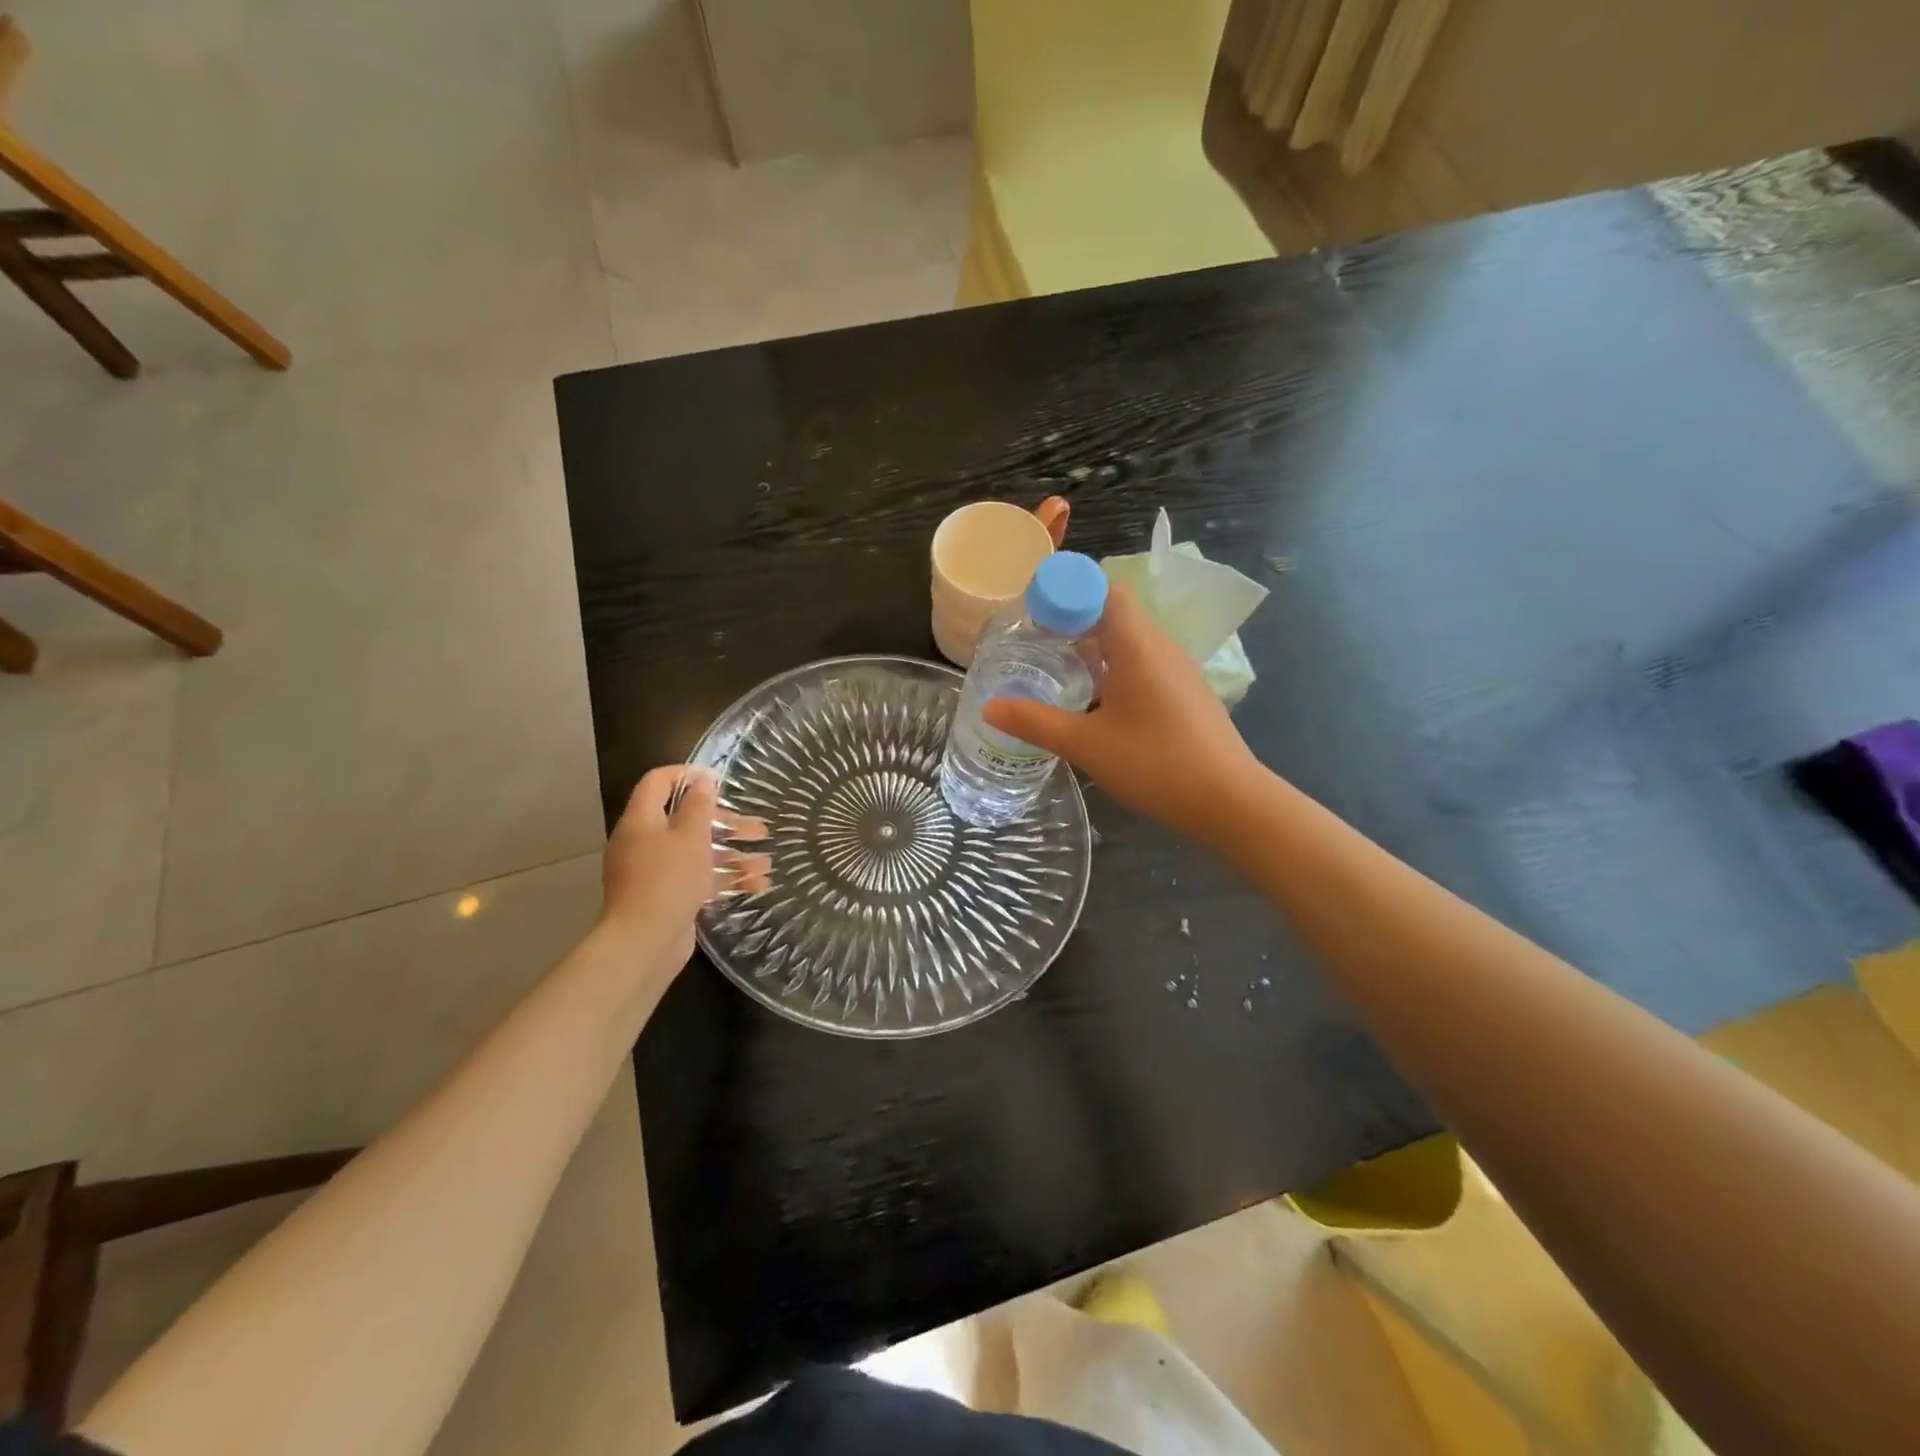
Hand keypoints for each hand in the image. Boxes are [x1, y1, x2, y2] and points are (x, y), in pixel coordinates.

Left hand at [601, 766, 770, 962]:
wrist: (644, 942)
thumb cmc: (668, 879)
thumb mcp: (690, 836)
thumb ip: (699, 806)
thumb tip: (702, 781)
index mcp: (642, 821)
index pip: (658, 783)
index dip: (687, 774)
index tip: (720, 779)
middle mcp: (645, 843)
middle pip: (687, 821)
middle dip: (727, 824)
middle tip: (759, 829)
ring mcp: (656, 873)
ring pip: (698, 854)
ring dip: (733, 856)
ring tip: (766, 864)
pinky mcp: (668, 898)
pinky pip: (699, 880)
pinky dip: (724, 880)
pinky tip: (756, 885)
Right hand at [983, 584, 1261, 844]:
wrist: (1230, 801)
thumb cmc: (1155, 763)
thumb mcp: (1086, 744)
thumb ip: (1035, 722)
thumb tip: (989, 708)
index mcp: (1137, 645)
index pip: (1104, 591)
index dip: (1068, 594)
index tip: (1035, 614)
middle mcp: (1161, 648)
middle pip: (1115, 616)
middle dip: (1073, 623)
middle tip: (1035, 646)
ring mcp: (1179, 673)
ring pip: (1130, 645)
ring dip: (1094, 652)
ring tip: (1058, 677)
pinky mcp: (1187, 696)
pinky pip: (1145, 668)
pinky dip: (1115, 674)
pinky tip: (1097, 708)